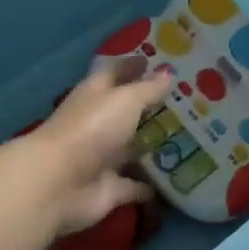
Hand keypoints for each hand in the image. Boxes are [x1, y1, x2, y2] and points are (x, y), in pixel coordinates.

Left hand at [28, 64, 171, 235]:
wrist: (58, 183)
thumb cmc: (92, 128)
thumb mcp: (125, 99)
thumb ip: (148, 89)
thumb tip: (168, 73)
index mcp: (95, 95)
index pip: (115, 73)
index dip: (133, 66)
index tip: (159, 61)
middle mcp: (98, 124)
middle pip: (126, 114)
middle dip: (151, 109)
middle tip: (186, 103)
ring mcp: (103, 158)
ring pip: (133, 150)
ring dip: (153, 147)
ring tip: (190, 140)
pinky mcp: (110, 188)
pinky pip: (137, 185)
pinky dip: (152, 186)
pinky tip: (177, 181)